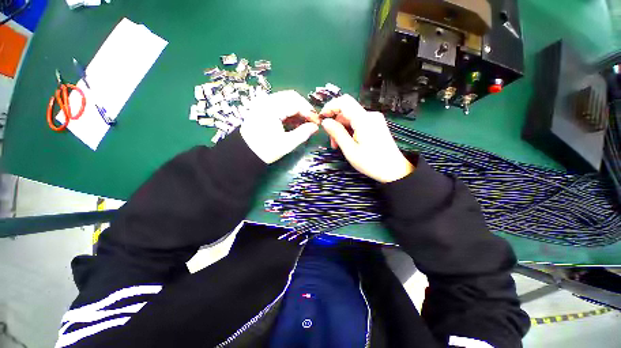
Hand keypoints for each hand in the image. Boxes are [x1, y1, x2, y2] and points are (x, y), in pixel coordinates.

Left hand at [240, 90, 319, 163]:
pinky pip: (280, 104)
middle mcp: (267, 101)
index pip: (296, 103)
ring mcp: (263, 103)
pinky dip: (289, 111)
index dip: (309, 111)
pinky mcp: (262, 108)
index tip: (317, 122)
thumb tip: (315, 127)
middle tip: (311, 121)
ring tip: (304, 123)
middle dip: (304, 108)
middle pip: (291, 97)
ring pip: (286, 100)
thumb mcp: (287, 144)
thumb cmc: (265, 150)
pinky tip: (294, 122)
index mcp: (272, 108)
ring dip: (297, 109)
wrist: (244, 153)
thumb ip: (303, 133)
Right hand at [320, 95, 413, 182]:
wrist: (394, 170)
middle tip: (332, 142)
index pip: (344, 101)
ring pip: (351, 118)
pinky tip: (348, 142)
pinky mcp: (376, 125)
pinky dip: (350, 130)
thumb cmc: (371, 162)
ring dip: (342, 129)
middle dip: (335, 124)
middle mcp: (370, 115)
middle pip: (346, 111)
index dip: (330, 106)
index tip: (321, 118)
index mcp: (364, 119)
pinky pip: (358, 123)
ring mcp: (374, 120)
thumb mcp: (350, 150)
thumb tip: (325, 122)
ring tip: (339, 145)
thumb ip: (337, 133)